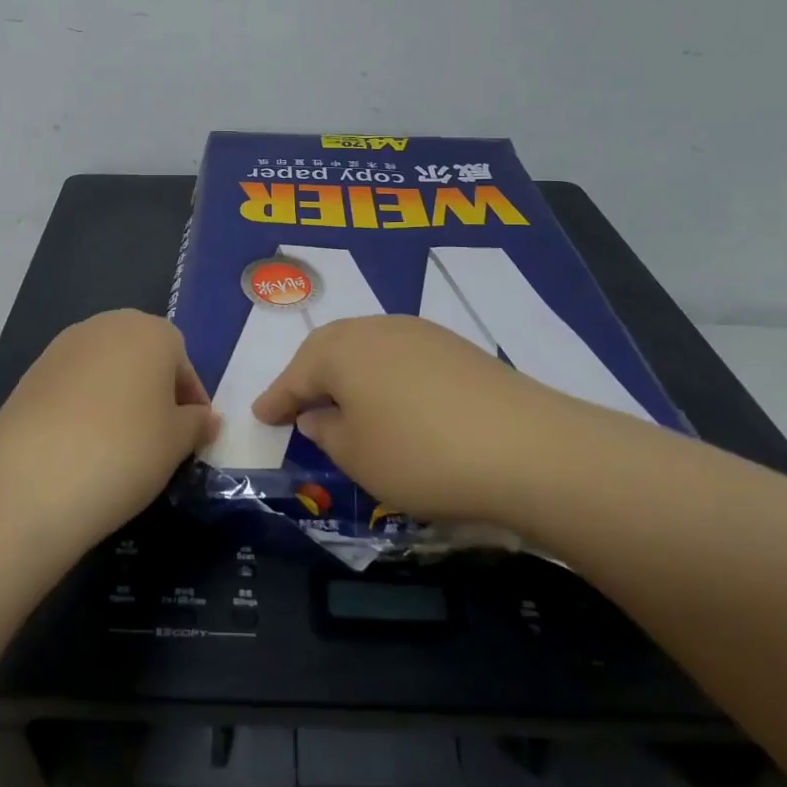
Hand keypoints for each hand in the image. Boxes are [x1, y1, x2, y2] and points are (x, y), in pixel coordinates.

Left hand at [0, 310, 220, 550]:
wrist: (32, 482)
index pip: (183, 362)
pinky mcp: (32, 372)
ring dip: (118, 396)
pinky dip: (84, 406)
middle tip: (158, 438)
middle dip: (154, 391)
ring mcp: (64, 346)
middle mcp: (107, 325)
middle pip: (142, 356)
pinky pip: (73, 384)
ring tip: (119, 445)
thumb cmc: (125, 452)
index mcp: (151, 331)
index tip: (191, 437)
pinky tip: (81, 445)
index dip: (191, 401)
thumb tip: (205, 419)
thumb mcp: (176, 443)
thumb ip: (197, 424)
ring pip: (106, 368)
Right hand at [251, 315, 594, 525]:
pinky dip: (385, 375)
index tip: (260, 416)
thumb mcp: (358, 457)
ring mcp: (419, 332)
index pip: (295, 375)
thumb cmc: (421, 455)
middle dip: (310, 376)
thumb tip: (316, 415)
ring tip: (345, 403)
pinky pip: (400, 355)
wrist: (526, 447)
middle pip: (329, 349)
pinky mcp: (455, 346)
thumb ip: (326, 433)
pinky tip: (396, 401)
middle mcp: (375, 328)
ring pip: (367, 347)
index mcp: (340, 350)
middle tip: (298, 404)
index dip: (275, 399)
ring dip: (349, 373)